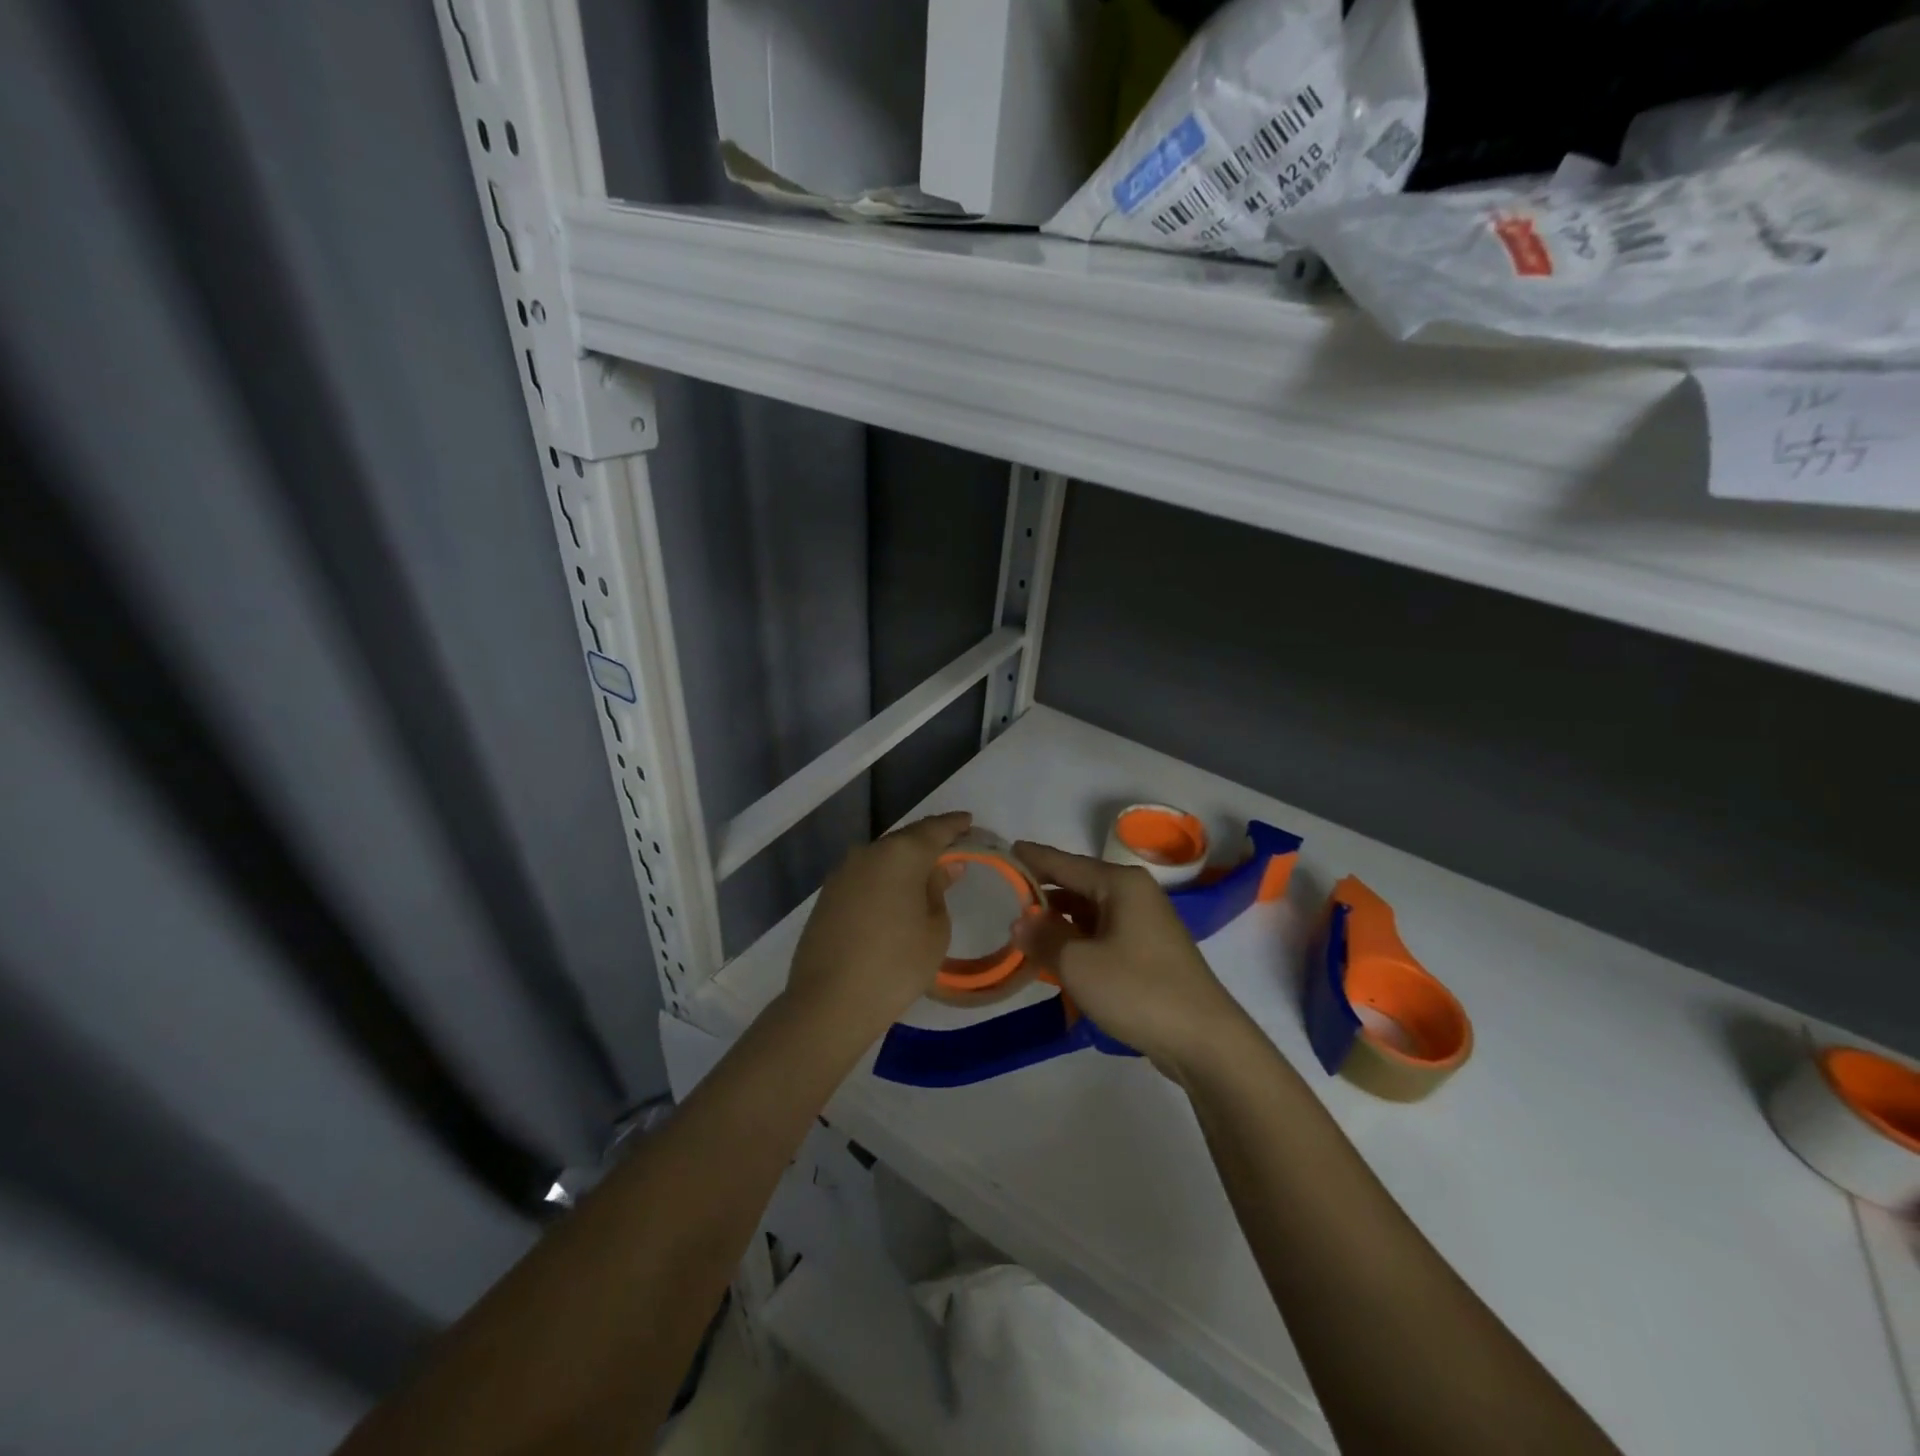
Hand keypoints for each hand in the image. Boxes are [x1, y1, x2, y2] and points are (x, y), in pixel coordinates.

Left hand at [780, 812, 971, 1050]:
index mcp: (900, 854)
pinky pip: (865, 876)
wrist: (829, 1002)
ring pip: (882, 857)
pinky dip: (884, 878)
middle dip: (929, 842)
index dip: (954, 825)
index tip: (969, 822)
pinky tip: (895, 895)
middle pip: (906, 839)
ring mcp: (842, 873)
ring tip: (926, 874)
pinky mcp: (827, 895)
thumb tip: (943, 867)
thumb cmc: (896, 965)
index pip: (934, 829)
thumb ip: (939, 890)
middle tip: (953, 849)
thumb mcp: (935, 930)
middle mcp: (868, 853)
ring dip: (904, 861)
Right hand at [1010, 841, 1249, 1078]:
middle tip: (1005, 901)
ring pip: (1090, 913)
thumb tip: (1020, 921)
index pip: (1065, 862)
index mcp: (1120, 884)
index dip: (1033, 858)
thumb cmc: (1138, 990)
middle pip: (1078, 886)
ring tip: (1025, 934)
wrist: (1205, 1041)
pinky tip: (1058, 959)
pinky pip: (1103, 935)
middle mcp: (1135, 894)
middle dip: (1043, 895)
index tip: (1006, 850)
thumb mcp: (1077, 964)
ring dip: (1060, 923)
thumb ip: (1043, 937)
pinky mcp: (1150, 952)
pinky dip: (1079, 942)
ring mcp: (1146, 923)